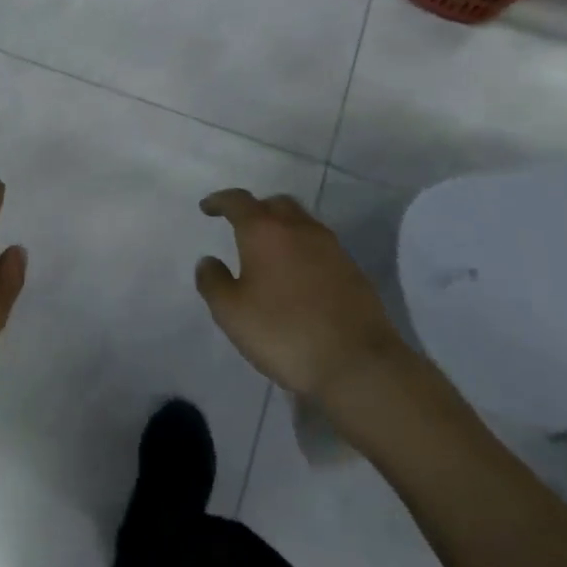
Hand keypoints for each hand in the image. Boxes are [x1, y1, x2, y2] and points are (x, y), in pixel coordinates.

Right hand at [195, 189, 411, 407]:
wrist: (358, 365)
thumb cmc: (284, 332)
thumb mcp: (231, 313)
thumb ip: (213, 282)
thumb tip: (209, 261)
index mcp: (265, 232)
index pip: (238, 201)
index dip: (220, 201)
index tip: (207, 208)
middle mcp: (300, 230)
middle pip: (276, 204)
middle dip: (256, 209)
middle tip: (242, 225)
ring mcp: (332, 249)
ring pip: (302, 223)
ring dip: (283, 228)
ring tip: (270, 251)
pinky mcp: (354, 272)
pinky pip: (321, 248)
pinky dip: (303, 250)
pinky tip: (298, 276)